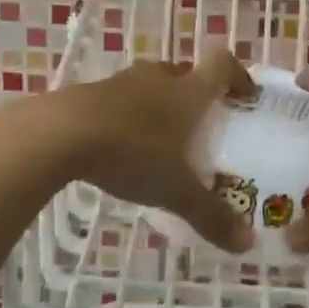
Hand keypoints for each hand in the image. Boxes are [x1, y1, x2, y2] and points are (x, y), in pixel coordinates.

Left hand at [55, 46, 255, 253]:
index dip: (238, 76)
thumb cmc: (132, 153)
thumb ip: (212, 215)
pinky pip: (122, 98)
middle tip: (203, 126)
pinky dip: (130, 115)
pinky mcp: (92, 92)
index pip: (222, 63)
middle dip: (198, 95)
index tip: (245, 97)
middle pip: (187, 73)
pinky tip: (123, 146)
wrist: (60, 133)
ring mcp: (123, 82)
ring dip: (162, 104)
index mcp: (189, 91)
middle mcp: (159, 77)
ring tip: (163, 139)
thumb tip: (248, 244)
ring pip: (153, 85)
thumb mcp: (176, 191)